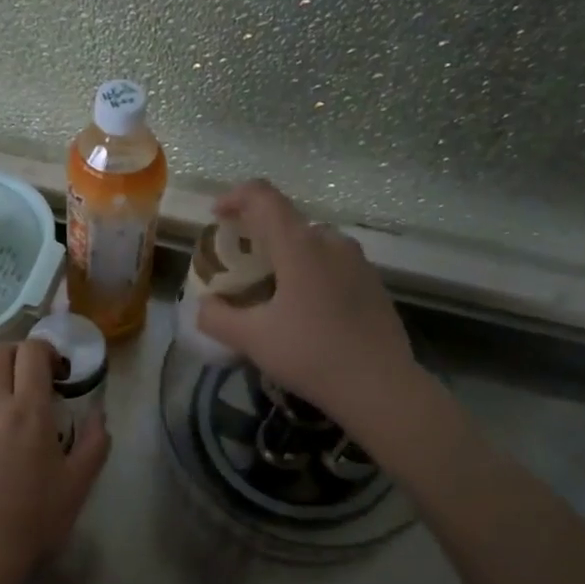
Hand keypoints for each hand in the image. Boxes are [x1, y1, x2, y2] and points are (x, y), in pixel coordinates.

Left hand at [0, 340, 109, 583]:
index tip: (60, 373)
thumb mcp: (79, 482)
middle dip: (18, 352)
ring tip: (8, 389)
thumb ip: (95, 442)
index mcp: (28, 410)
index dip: (48, 351)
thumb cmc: (36, 515)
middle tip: (35, 374)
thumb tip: (99, 415)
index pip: (32, 353)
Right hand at [196, 179, 418, 428]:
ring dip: (286, 255)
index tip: (217, 217)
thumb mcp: (252, 339)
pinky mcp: (374, 283)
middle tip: (239, 265)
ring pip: (312, 244)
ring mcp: (358, 261)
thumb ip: (217, 317)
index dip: (235, 197)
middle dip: (258, 234)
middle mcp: (331, 242)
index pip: (262, 197)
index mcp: (300, 245)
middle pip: (287, 221)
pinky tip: (305, 310)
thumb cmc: (311, 355)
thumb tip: (204, 305)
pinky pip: (333, 264)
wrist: (380, 387)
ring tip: (271, 290)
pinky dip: (310, 272)